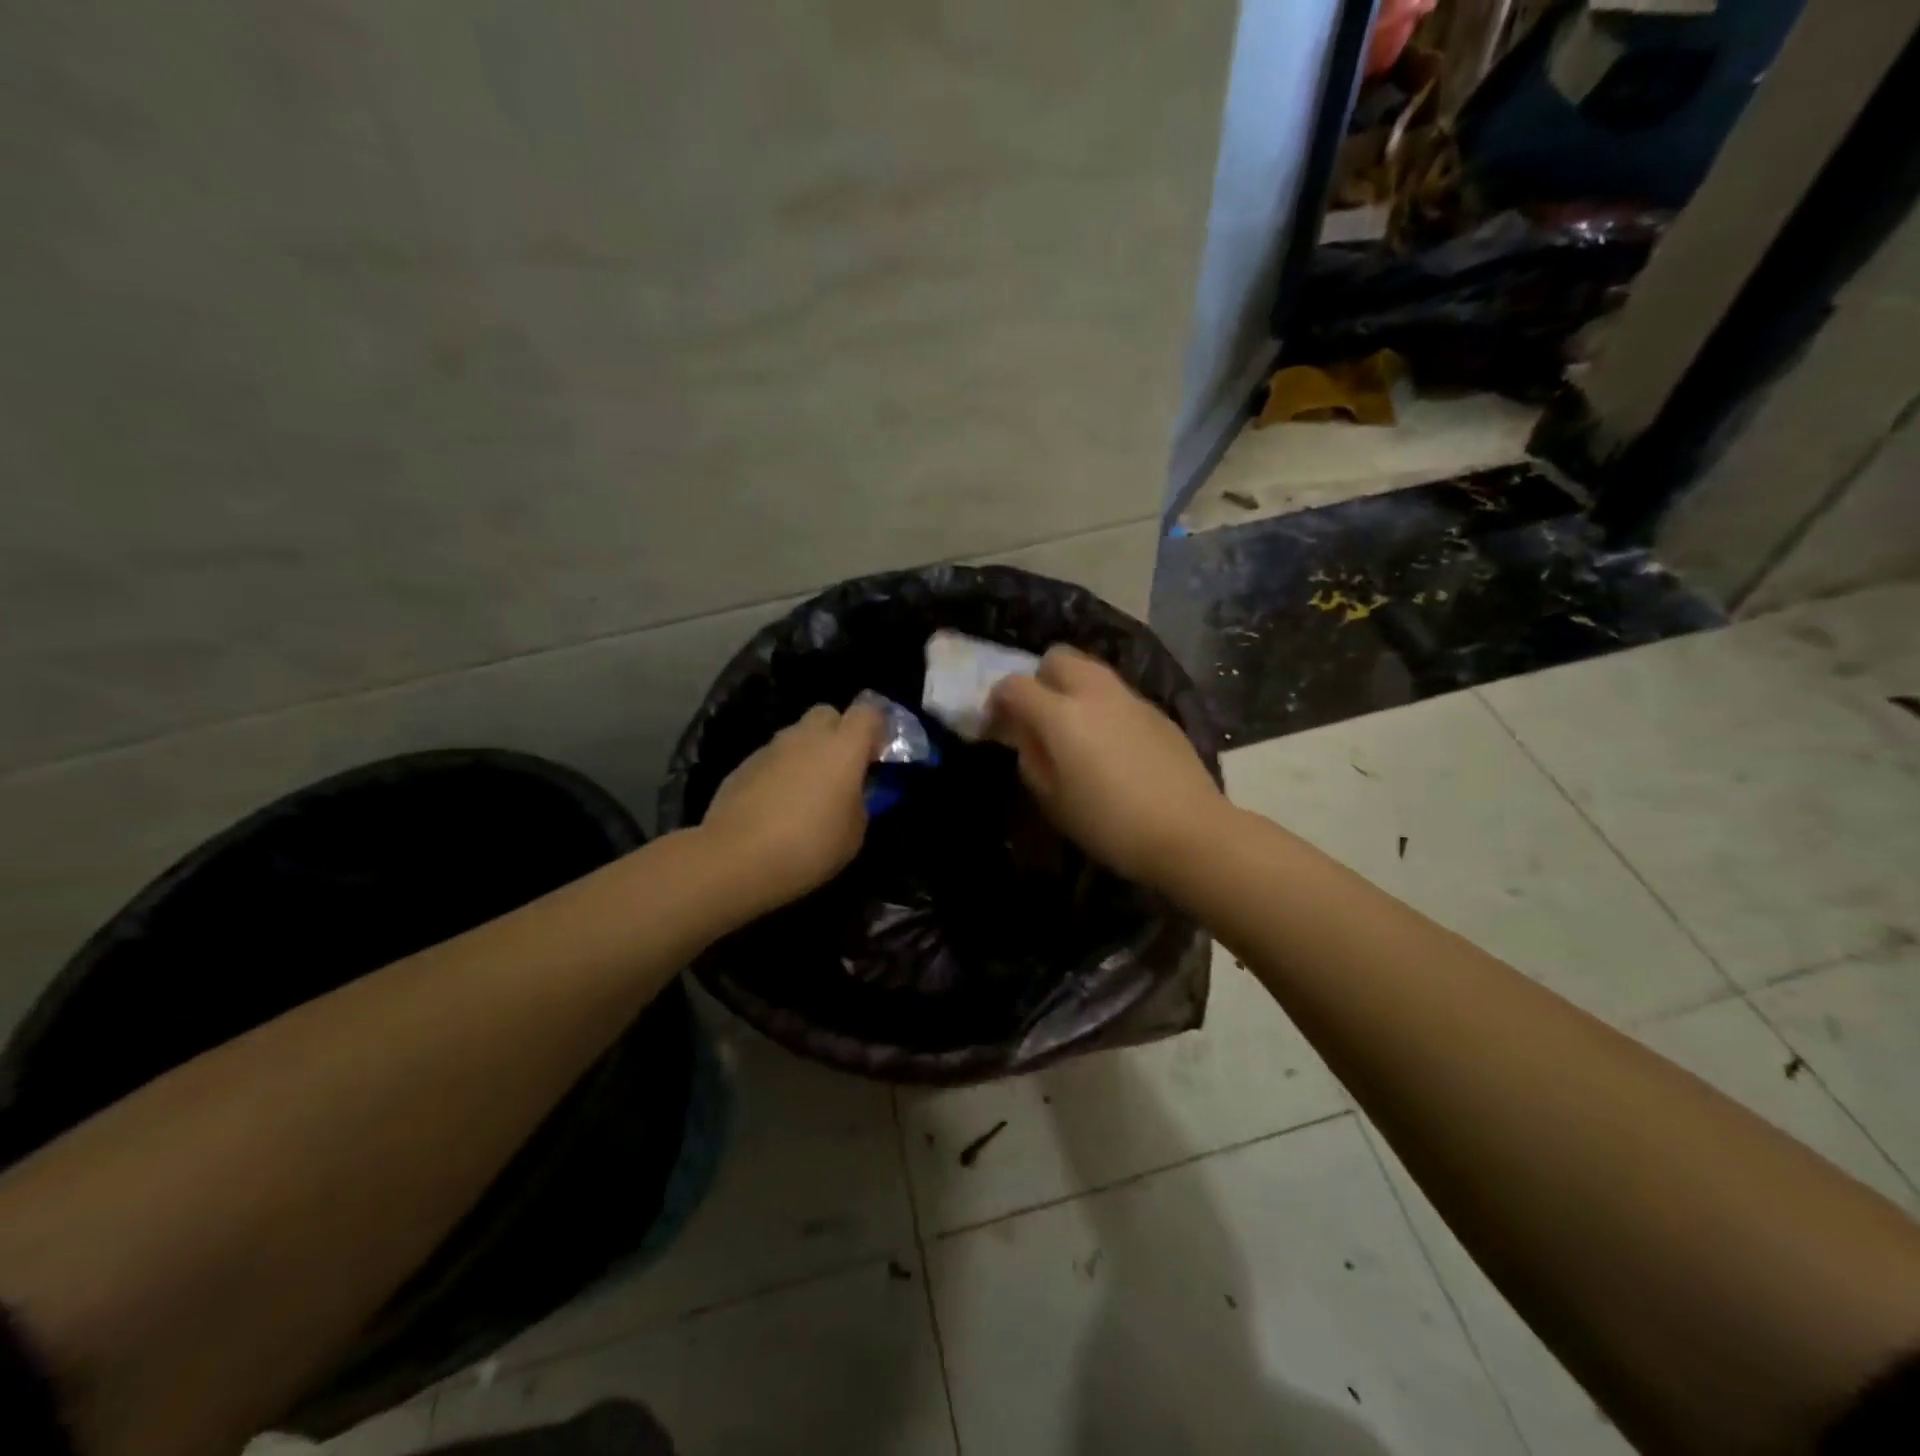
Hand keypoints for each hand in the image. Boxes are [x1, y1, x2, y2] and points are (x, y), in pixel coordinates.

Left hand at [701, 701, 884, 913]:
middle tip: (842, 770)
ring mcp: (771, 748)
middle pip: (828, 714)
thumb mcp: (854, 834)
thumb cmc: (808, 846)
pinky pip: (773, 758)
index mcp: (843, 747)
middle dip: (839, 733)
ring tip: (807, 793)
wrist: (736, 859)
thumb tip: (852, 793)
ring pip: (797, 736)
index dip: (877, 728)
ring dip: (807, 753)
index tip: (878, 756)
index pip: (869, 712)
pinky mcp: (743, 765)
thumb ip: (860, 803)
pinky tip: (777, 806)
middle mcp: (806, 737)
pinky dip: (781, 772)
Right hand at [986, 646, 1227, 888]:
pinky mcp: (1158, 712)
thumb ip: (1031, 760)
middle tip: (1038, 715)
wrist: (1189, 832)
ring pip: (1092, 670)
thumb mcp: (1053, 802)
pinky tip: (1111, 743)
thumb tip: (1027, 737)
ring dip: (1073, 687)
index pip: (1015, 686)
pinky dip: (1103, 705)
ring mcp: (1131, 699)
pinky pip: (1118, 694)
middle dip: (1039, 678)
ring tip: (1074, 727)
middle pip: (1058, 657)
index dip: (997, 701)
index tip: (996, 725)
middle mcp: (1096, 694)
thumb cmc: (1110, 824)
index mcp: (1062, 715)